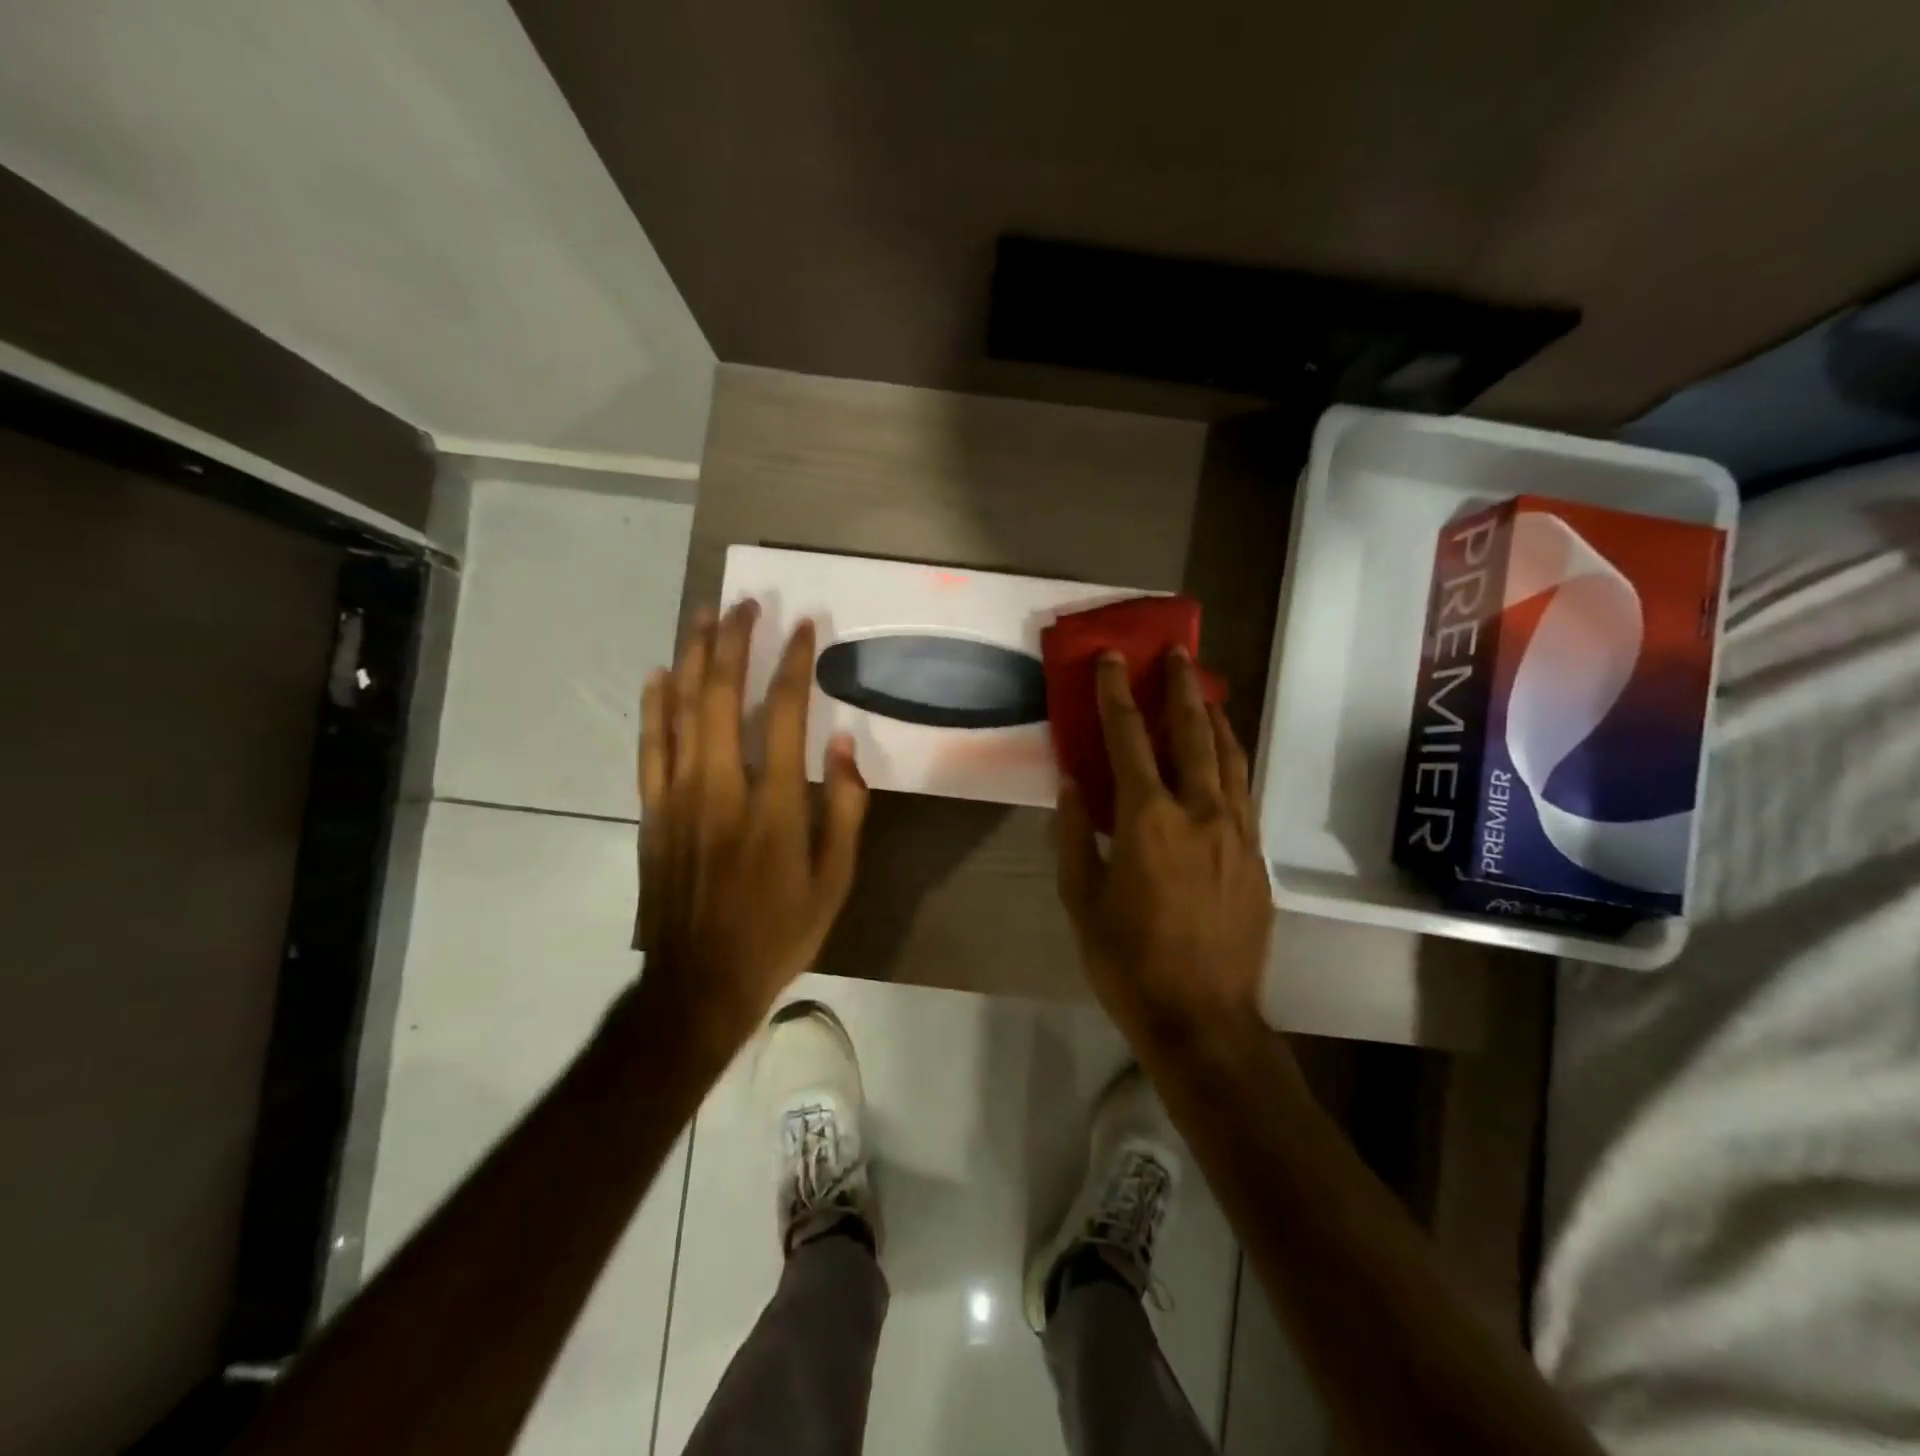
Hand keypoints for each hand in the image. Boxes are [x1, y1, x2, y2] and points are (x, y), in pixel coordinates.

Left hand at [633, 601, 867, 1056]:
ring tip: (704, 617)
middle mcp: (721, 788)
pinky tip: (659, 675)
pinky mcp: (652, 813)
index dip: (793, 665)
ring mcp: (679, 798)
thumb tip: (844, 745)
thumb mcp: (835, 880)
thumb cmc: (778, 933)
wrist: (700, 983)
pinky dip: (653, 708)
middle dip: (734, 643)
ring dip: (693, 659)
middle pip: (722, 698)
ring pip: (681, 712)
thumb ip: (844, 808)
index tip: (801, 627)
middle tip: (744, 604)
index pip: (783, 714)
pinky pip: (649, 748)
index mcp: (773, 805)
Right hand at [1055, 648, 1273, 1036]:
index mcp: (1148, 821)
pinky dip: (1232, 759)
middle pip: (1193, 732)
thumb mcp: (1082, 901)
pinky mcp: (1258, 855)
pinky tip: (1224, 755)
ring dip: (1215, 716)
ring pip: (1230, 756)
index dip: (1116, 694)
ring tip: (1205, 689)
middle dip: (1181, 686)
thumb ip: (1075, 835)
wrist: (1205, 1018)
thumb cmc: (1129, 962)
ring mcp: (1237, 832)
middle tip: (1176, 652)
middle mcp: (1200, 812)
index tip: (1112, 658)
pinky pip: (1245, 790)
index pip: (1129, 739)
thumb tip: (1071, 783)